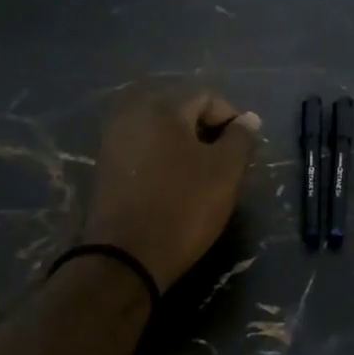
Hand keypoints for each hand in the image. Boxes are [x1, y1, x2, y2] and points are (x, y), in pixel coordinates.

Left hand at [82, 92, 262, 290]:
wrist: (125, 257)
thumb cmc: (183, 206)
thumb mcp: (225, 171)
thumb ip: (241, 139)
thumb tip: (248, 119)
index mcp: (161, 107)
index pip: (207, 97)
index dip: (232, 119)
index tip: (245, 150)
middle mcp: (131, 114)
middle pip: (181, 112)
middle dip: (207, 132)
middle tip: (226, 163)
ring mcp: (113, 141)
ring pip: (161, 133)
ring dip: (185, 148)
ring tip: (203, 177)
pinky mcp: (105, 167)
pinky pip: (143, 152)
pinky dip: (163, 161)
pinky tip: (175, 187)